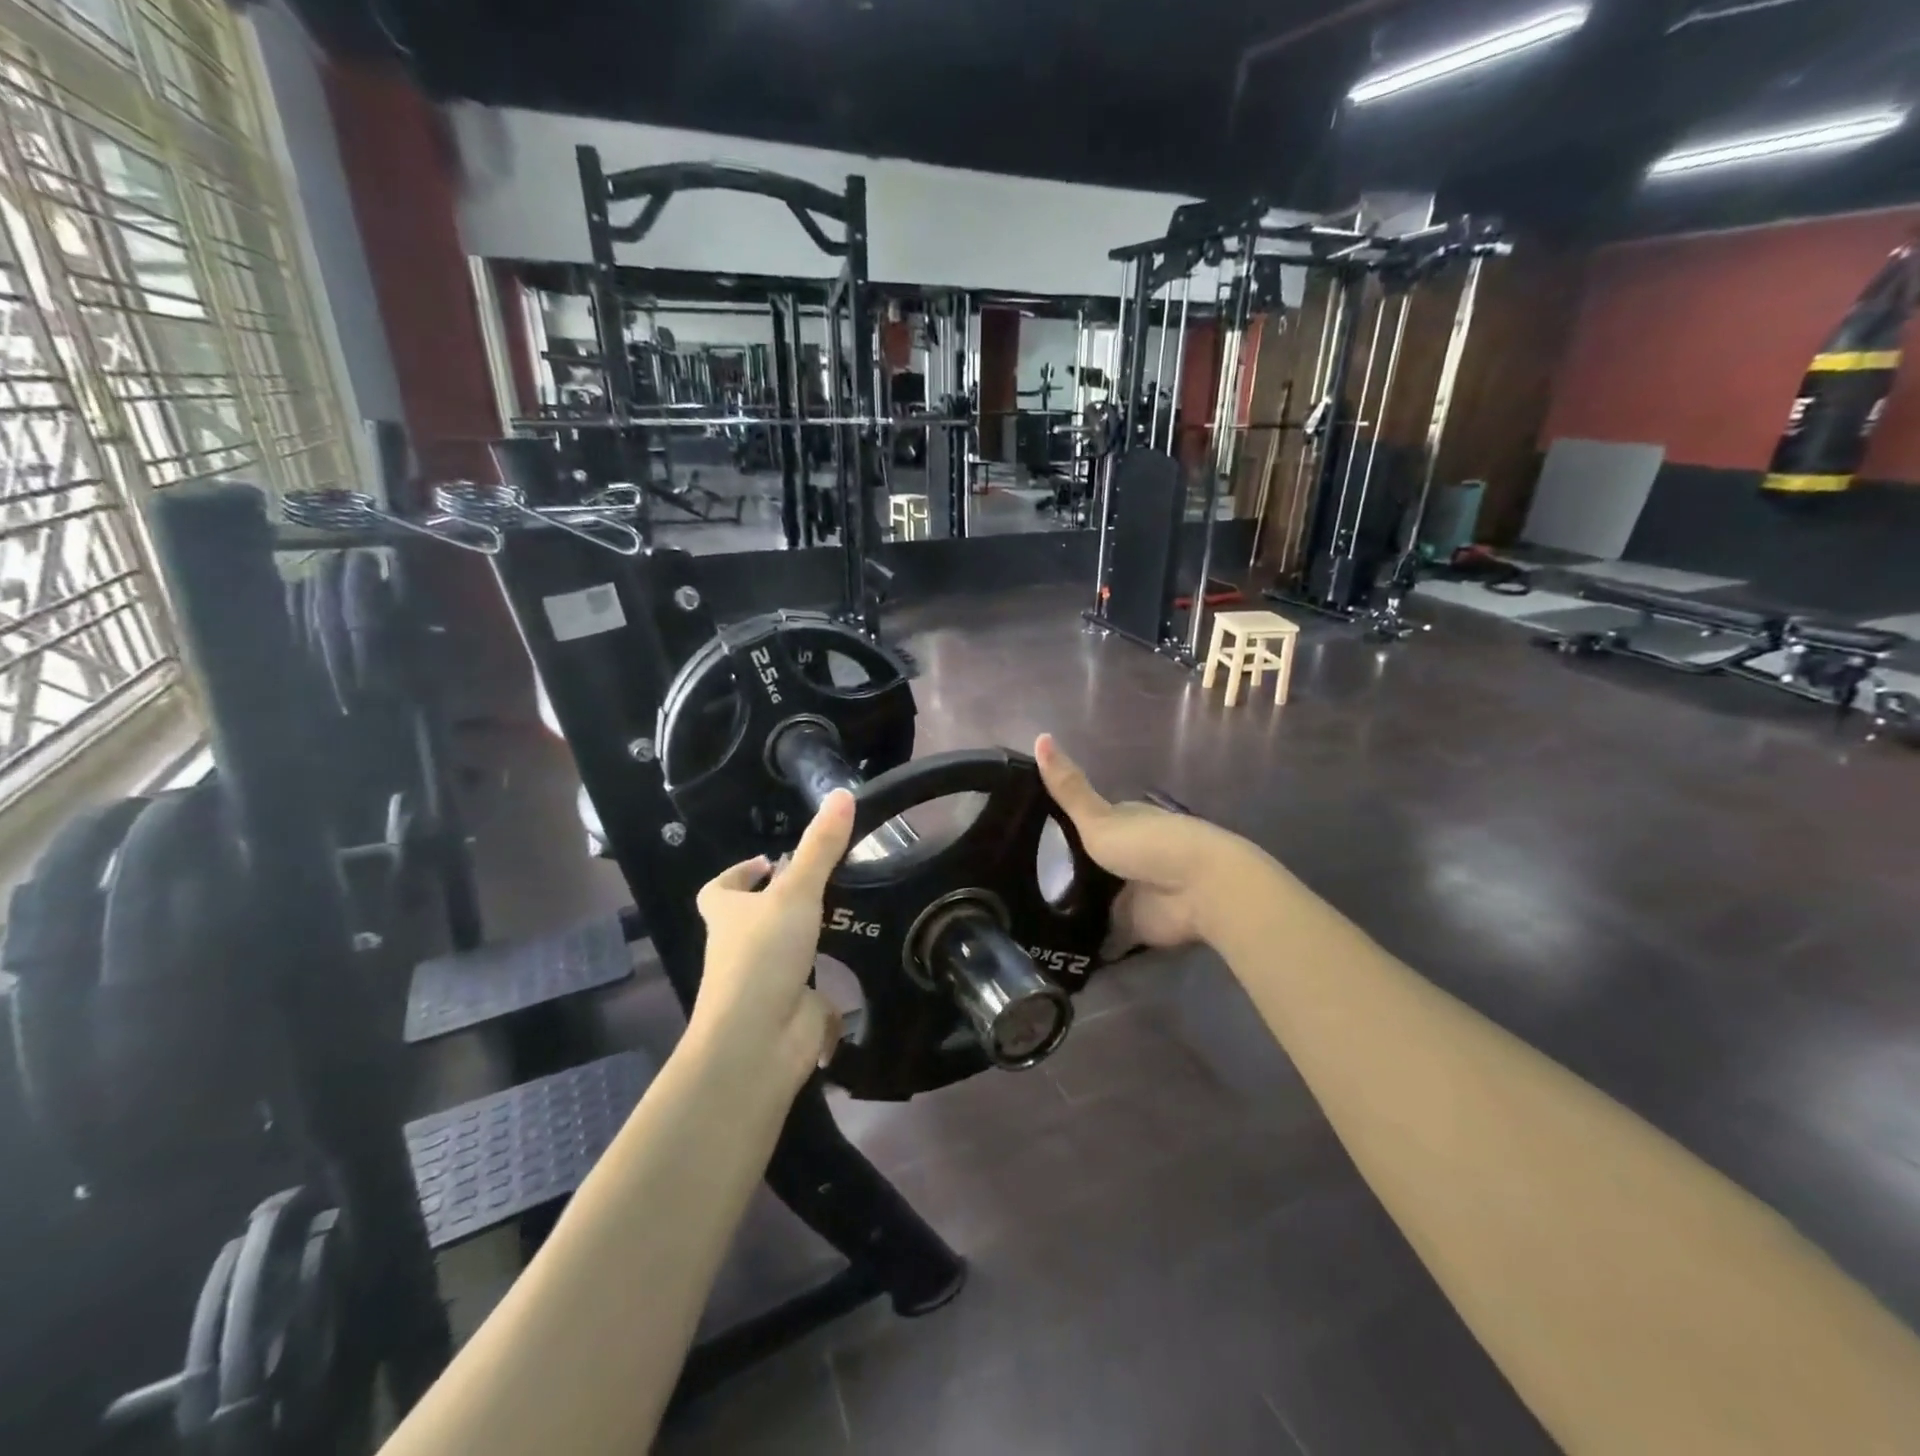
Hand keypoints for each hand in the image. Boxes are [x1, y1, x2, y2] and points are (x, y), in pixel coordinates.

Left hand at [688, 789, 855, 1087]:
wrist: (757, 1043)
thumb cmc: (762, 957)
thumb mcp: (795, 893)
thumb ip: (820, 848)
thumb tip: (842, 794)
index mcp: (727, 917)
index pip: (719, 890)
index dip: (739, 873)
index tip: (771, 860)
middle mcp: (738, 949)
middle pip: (750, 921)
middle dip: (779, 904)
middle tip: (823, 884)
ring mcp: (763, 983)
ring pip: (782, 954)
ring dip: (806, 938)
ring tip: (847, 915)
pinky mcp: (790, 1011)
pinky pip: (811, 992)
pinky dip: (829, 983)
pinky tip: (858, 965)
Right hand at [1036, 734, 1246, 953]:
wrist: (1200, 890)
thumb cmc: (1149, 844)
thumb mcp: (1098, 817)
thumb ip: (1067, 789)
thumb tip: (1039, 736)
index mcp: (1124, 822)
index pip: (1087, 822)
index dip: (1061, 828)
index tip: (1024, 835)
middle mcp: (1129, 856)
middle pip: (1090, 863)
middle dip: (1064, 872)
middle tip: (1017, 882)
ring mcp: (1132, 892)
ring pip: (1095, 899)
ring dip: (1074, 907)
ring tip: (1026, 913)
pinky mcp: (1136, 927)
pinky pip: (1104, 934)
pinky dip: (1087, 939)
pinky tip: (1054, 943)